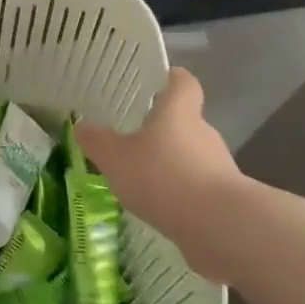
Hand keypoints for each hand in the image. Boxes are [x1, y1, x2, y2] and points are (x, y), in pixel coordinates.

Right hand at [75, 67, 239, 243]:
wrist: (218, 225)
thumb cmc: (163, 176)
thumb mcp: (115, 157)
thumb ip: (96, 141)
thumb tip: (81, 125)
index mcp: (178, 112)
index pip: (182, 82)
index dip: (169, 78)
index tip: (154, 82)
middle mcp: (202, 133)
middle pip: (183, 121)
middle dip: (159, 129)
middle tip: (130, 138)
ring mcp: (217, 166)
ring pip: (188, 156)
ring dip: (167, 164)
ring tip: (138, 179)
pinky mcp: (222, 197)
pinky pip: (195, 187)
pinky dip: (177, 192)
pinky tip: (157, 207)